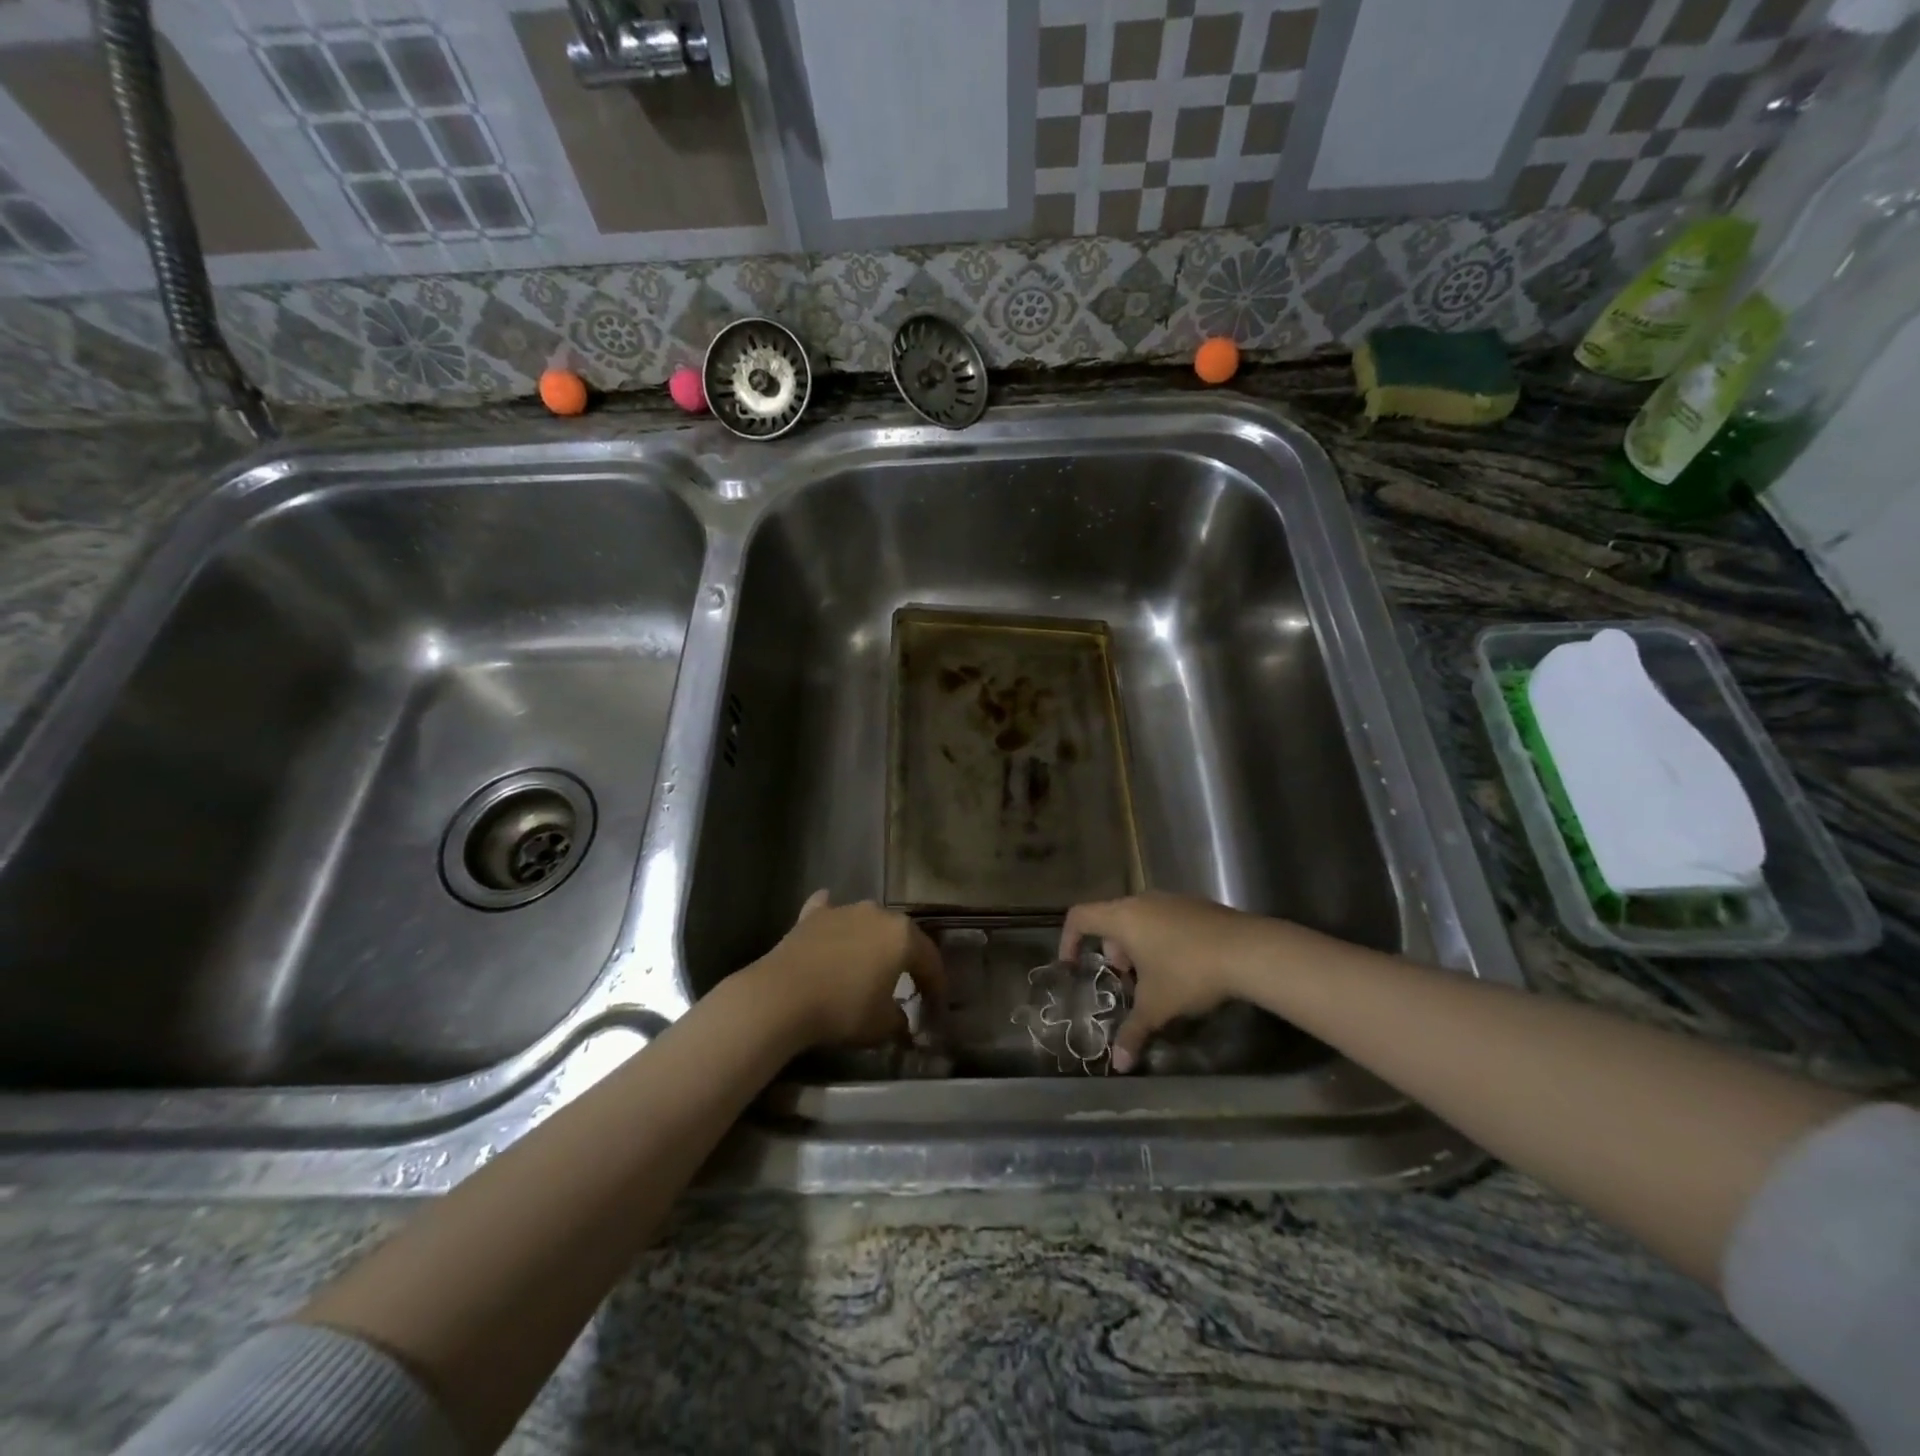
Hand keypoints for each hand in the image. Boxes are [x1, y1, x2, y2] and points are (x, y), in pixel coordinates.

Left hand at [749, 891, 947, 1050]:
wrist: (783, 996)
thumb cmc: (843, 1009)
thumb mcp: (882, 1026)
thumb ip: (900, 1021)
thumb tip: (904, 1022)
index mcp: (902, 936)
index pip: (929, 959)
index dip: (936, 984)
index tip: (936, 1005)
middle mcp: (877, 913)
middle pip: (900, 936)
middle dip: (906, 958)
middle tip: (908, 982)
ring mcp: (842, 910)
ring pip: (867, 922)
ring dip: (872, 940)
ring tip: (870, 963)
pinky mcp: (811, 916)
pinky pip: (829, 912)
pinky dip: (834, 921)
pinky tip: (832, 924)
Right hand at [1059, 893, 1295, 1071]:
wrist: (1248, 950)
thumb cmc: (1188, 973)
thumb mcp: (1157, 1007)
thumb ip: (1133, 1032)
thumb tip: (1118, 1064)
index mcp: (1123, 917)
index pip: (1080, 916)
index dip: (1069, 939)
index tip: (1073, 965)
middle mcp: (1142, 901)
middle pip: (1111, 919)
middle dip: (1112, 952)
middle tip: (1126, 981)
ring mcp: (1171, 900)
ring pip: (1140, 919)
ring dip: (1138, 947)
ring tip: (1155, 979)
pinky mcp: (1196, 905)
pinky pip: (1165, 919)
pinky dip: (1161, 939)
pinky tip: (1184, 968)